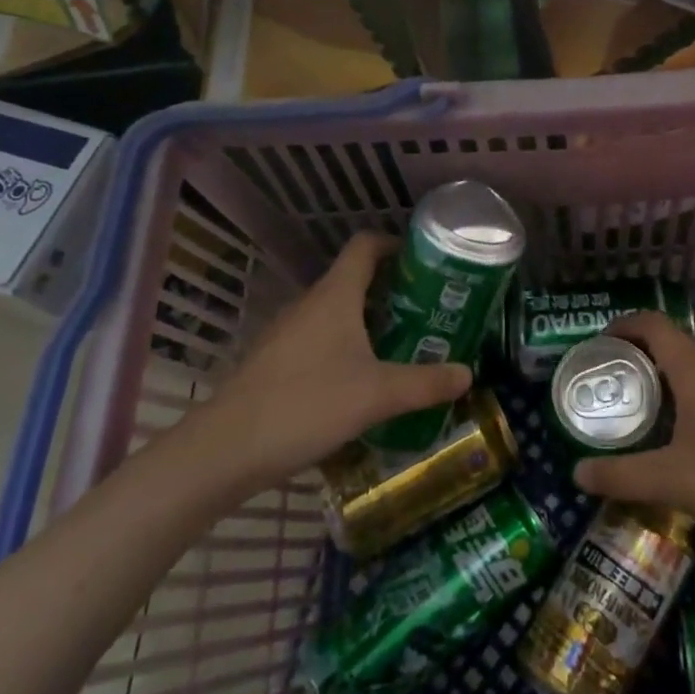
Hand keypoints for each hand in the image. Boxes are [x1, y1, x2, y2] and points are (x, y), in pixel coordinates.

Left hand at [179, 232, 471, 487]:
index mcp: (335, 295)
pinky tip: (360, 381)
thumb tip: (468, 373)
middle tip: (427, 313)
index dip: (394, 244)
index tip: (424, 262)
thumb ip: (426, 383)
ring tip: (402, 346)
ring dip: (368, 321)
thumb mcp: (378, 395)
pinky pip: (318, 339)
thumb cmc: (307, 404)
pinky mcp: (274, 361)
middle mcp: (310, 303)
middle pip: (354, 279)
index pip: (365, 245)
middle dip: (392, 291)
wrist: (226, 450)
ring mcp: (287, 332)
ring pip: (336, 312)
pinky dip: (344, 346)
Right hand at [573, 311, 694, 556]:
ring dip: (658, 380)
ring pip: (690, 368)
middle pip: (669, 343)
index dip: (620, 326)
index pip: (651, 323)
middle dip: (634, 357)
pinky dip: (681, 399)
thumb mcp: (676, 482)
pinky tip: (673, 437)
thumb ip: (623, 476)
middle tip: (604, 385)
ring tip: (631, 410)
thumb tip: (576, 475)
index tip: (594, 349)